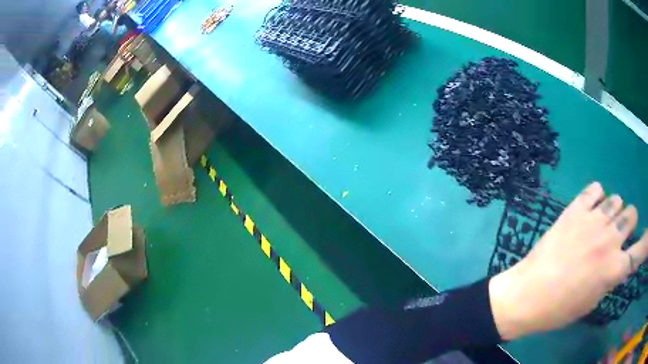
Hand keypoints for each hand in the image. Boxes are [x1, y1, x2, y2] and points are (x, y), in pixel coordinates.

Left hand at [489, 182, 647, 339]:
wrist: (528, 295)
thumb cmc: (560, 308)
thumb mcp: (592, 301)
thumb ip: (610, 276)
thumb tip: (620, 258)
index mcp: (614, 269)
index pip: (640, 250)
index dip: (647, 241)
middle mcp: (610, 240)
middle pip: (631, 214)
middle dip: (627, 223)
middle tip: (617, 232)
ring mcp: (594, 221)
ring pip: (617, 199)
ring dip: (613, 210)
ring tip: (600, 222)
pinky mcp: (576, 208)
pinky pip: (596, 189)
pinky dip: (596, 197)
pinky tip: (589, 208)